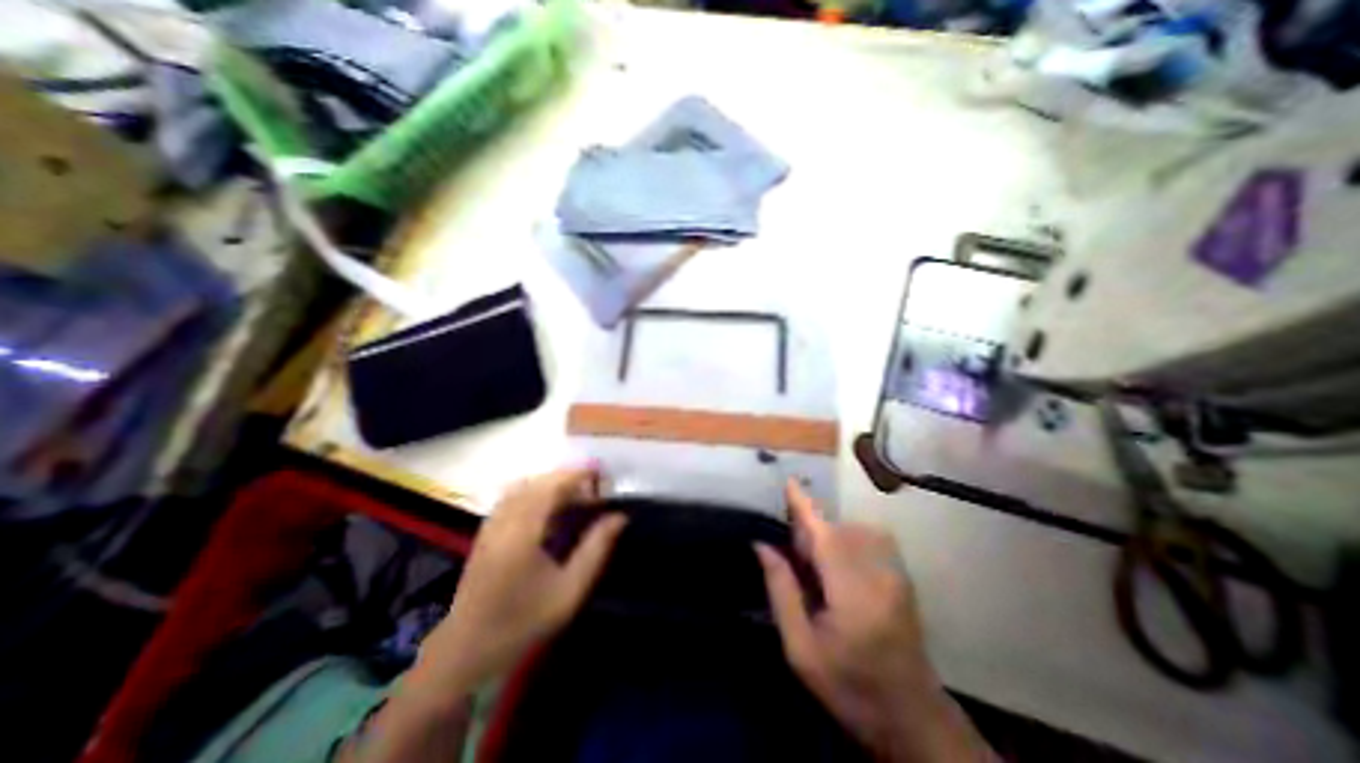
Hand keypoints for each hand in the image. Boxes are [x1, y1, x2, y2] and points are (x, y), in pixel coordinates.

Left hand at [414, 468, 624, 692]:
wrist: (466, 654)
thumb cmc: (523, 622)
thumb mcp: (569, 590)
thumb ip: (596, 548)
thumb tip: (619, 516)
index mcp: (522, 530)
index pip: (552, 485)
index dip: (578, 474)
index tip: (602, 474)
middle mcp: (503, 519)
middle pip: (538, 482)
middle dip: (568, 478)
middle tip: (593, 490)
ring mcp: (490, 525)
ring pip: (524, 487)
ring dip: (551, 484)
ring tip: (575, 497)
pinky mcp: (485, 533)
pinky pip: (512, 498)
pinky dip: (535, 493)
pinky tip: (548, 510)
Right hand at [754, 482, 988, 762]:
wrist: (914, 720)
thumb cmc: (851, 689)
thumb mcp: (801, 650)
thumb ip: (781, 591)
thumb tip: (762, 546)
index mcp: (852, 596)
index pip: (823, 536)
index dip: (804, 506)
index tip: (789, 482)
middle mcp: (879, 575)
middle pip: (837, 529)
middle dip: (811, 530)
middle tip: (794, 557)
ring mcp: (896, 574)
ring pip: (854, 530)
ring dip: (829, 535)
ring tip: (816, 565)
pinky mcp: (903, 576)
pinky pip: (869, 539)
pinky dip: (847, 539)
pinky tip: (838, 567)